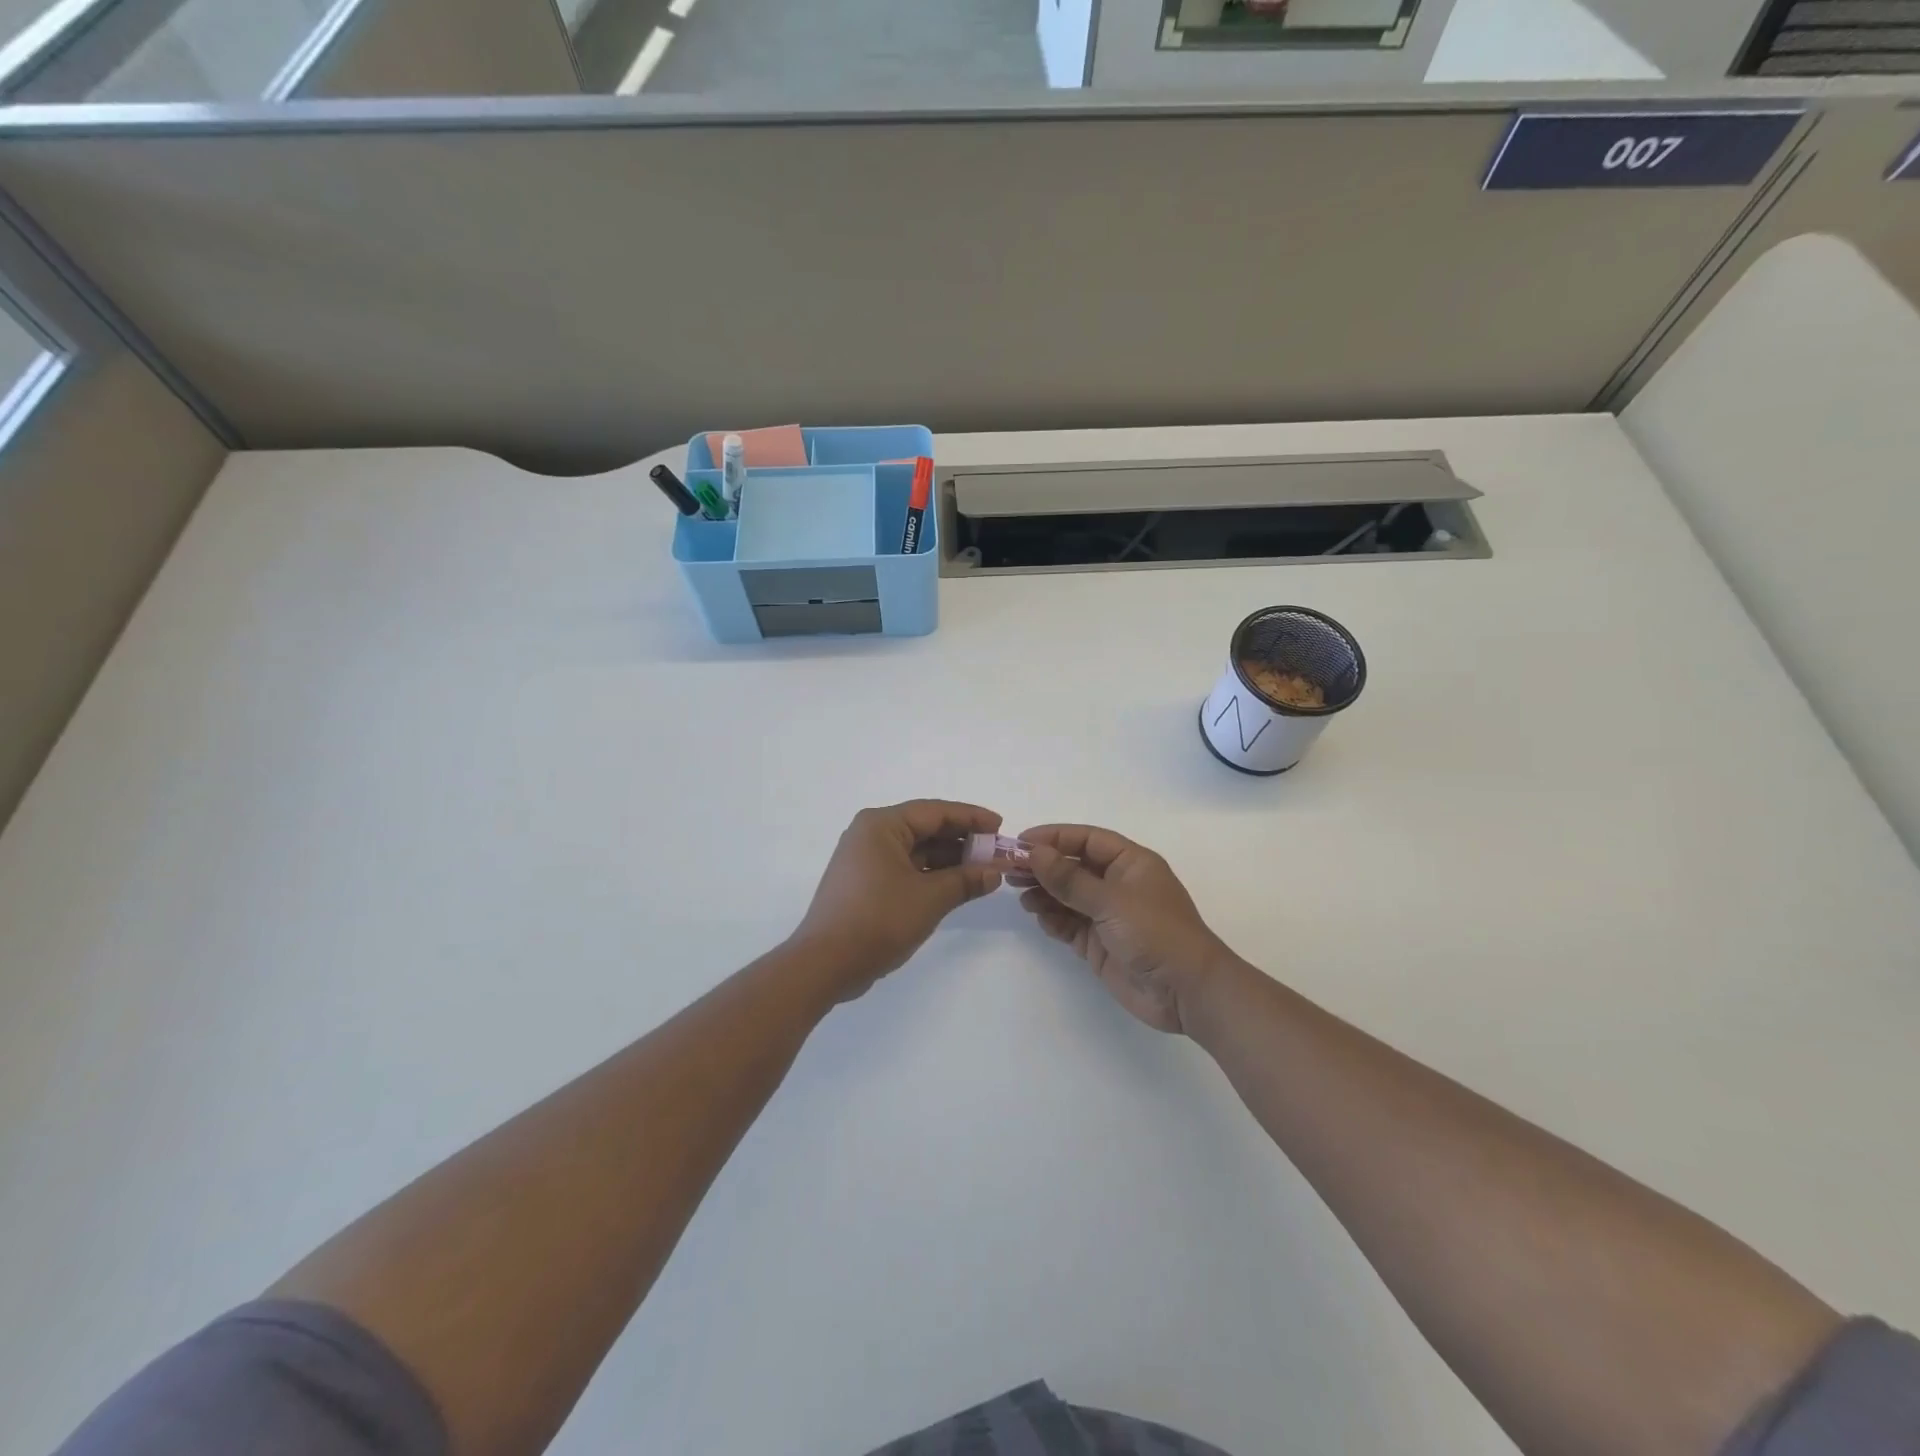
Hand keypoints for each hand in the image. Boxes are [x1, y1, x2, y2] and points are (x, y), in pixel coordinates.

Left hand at [792, 801, 1004, 1000]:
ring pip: (916, 850)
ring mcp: (865, 860)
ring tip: (983, 871)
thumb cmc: (878, 920)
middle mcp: (870, 834)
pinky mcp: (864, 884)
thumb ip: (966, 880)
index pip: (935, 811)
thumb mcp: (930, 898)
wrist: (825, 964)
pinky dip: (931, 875)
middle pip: (925, 828)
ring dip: (949, 860)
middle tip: (996, 852)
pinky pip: (905, 868)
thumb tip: (995, 872)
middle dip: (962, 840)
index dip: (971, 817)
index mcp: (881, 825)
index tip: (1000, 826)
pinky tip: (956, 886)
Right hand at [1017, 824, 1235, 1033]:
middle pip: (1073, 867)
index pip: (1086, 840)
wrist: (1186, 992)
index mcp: (1130, 863)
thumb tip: (1034, 852)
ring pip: (1068, 896)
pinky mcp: (1100, 943)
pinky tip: (1038, 916)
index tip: (1021, 842)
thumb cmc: (1156, 933)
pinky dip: (1053, 919)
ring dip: (1044, 893)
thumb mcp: (1111, 900)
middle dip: (1043, 867)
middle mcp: (1118, 885)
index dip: (1054, 838)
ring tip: (1020, 896)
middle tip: (1010, 870)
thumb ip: (1070, 879)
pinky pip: (1069, 924)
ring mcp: (1108, 915)